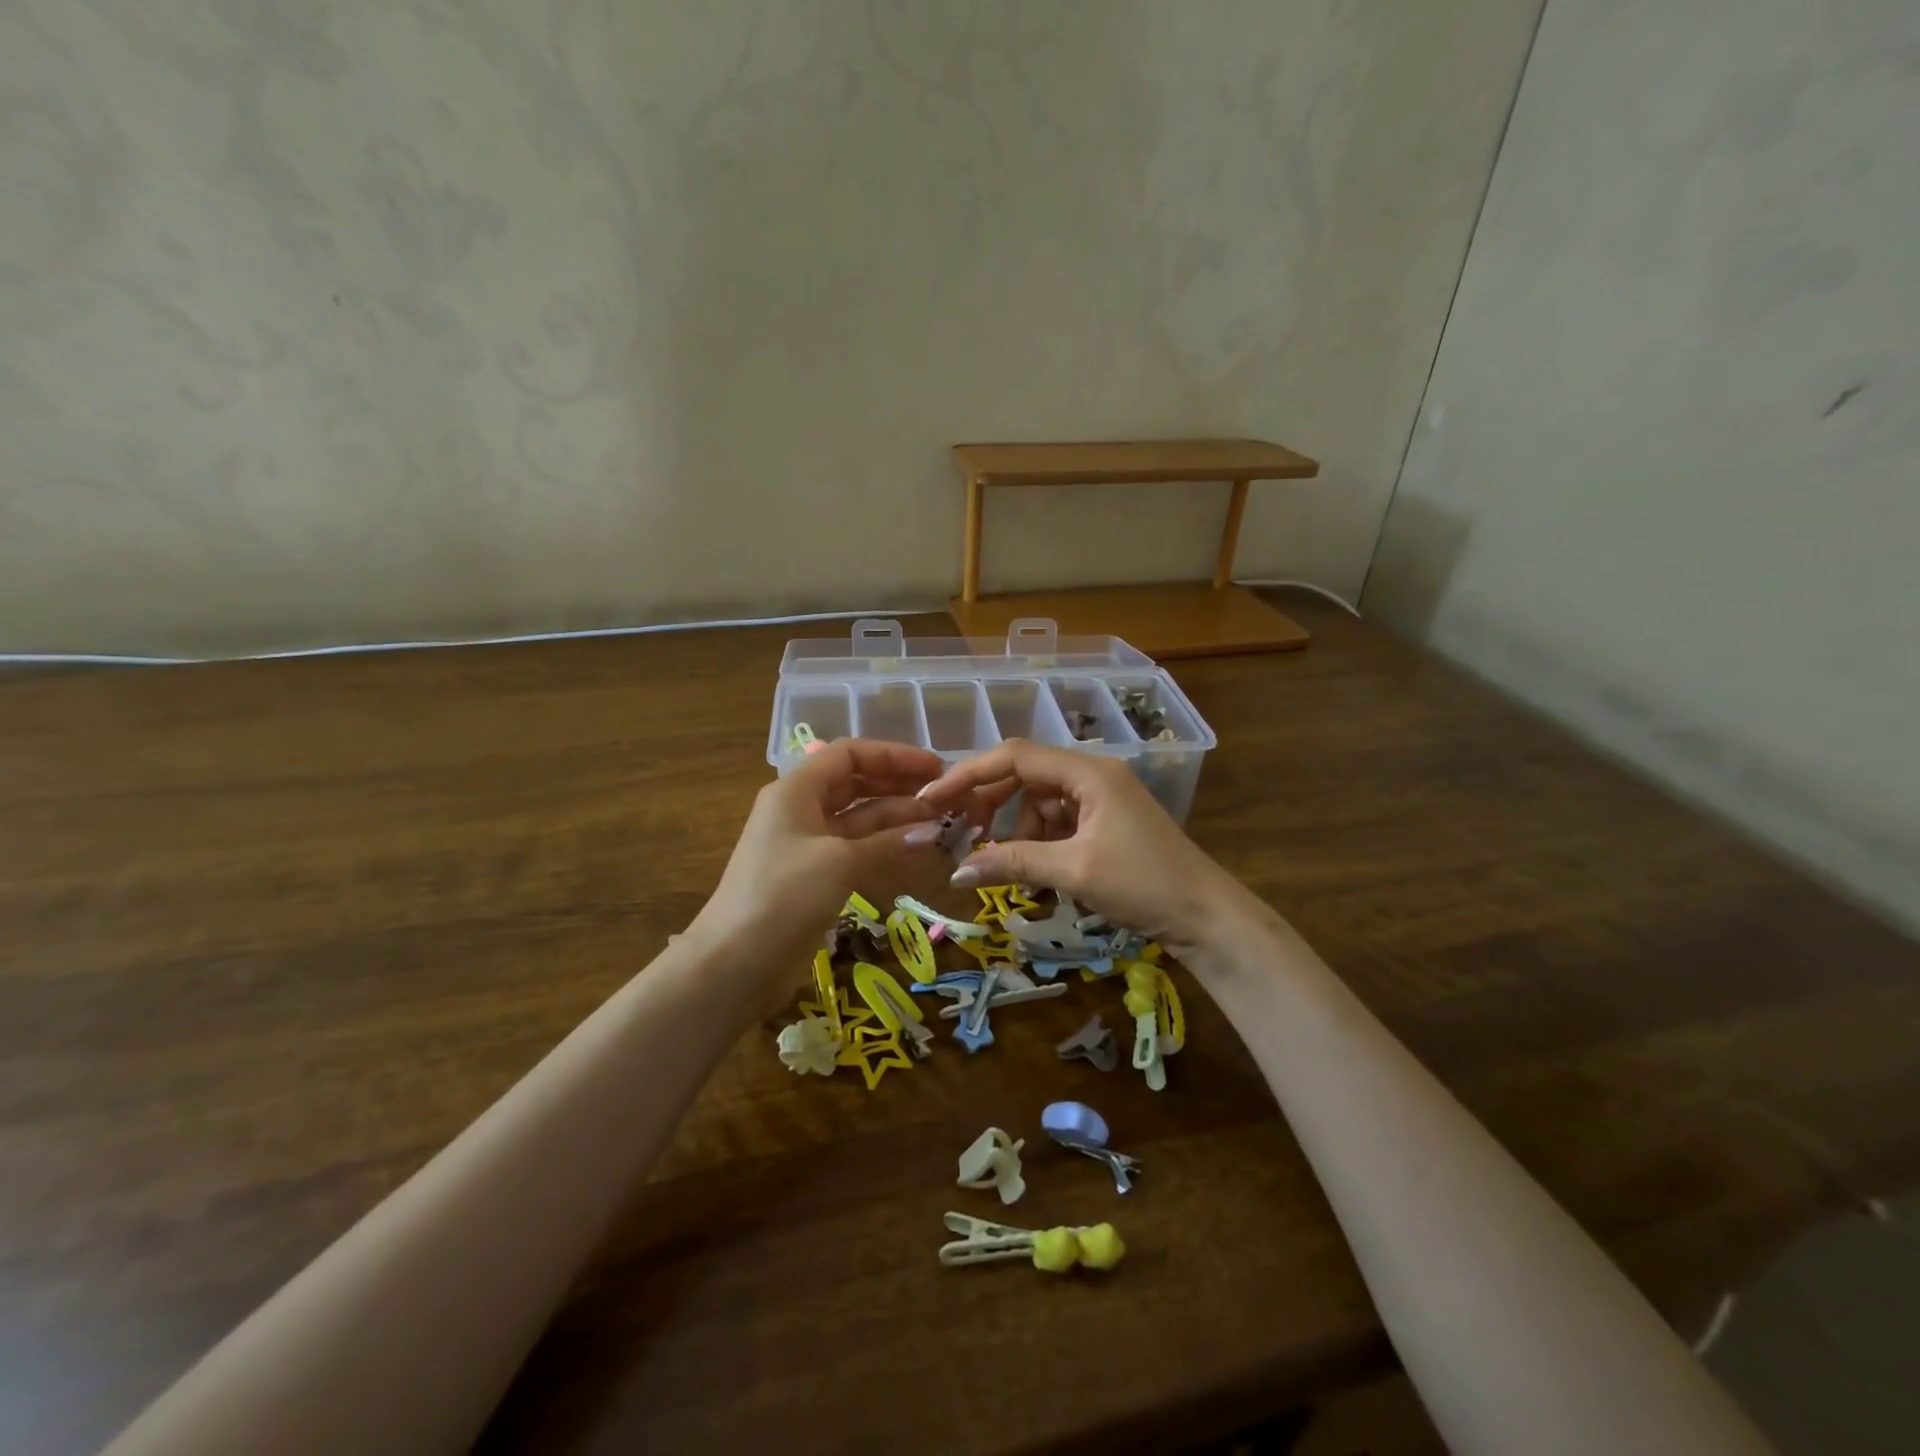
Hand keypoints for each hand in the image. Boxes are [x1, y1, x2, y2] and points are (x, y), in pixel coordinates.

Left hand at [689, 739, 948, 983]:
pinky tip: (916, 849)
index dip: (893, 755)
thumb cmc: (783, 895)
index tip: (935, 766)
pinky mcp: (815, 877)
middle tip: (944, 795)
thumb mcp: (838, 861)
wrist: (735, 963)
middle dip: (898, 786)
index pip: (849, 754)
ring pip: (859, 819)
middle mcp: (801, 810)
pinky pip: (856, 850)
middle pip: (856, 784)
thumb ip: (886, 842)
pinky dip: (884, 846)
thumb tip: (931, 830)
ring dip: (896, 818)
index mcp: (796, 790)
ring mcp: (808, 845)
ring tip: (940, 822)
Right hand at [916, 739, 1253, 959]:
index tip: (933, 799)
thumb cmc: (1144, 884)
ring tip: (1004, 865)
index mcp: (1088, 772)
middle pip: (1024, 774)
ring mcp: (1099, 798)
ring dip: (1015, 828)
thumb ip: (1013, 863)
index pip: (1015, 756)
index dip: (969, 774)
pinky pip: (1056, 821)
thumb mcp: (1074, 871)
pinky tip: (1033, 871)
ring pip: (1038, 801)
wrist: (1206, 916)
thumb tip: (956, 872)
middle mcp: (1092, 775)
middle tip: (961, 834)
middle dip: (990, 803)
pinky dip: (1037, 841)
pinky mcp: (1104, 822)